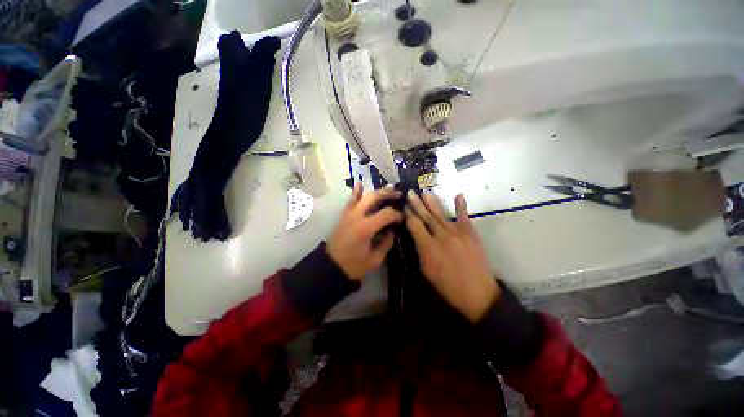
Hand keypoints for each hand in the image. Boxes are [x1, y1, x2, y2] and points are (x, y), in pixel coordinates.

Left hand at [327, 184, 402, 280]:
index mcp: (365, 228)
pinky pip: (350, 201)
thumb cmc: (354, 266)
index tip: (402, 218)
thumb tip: (393, 230)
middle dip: (388, 194)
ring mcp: (348, 214)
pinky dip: (356, 192)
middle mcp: (356, 216)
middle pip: (374, 197)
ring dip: (377, 191)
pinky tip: (360, 184)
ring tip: (389, 188)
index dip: (397, 214)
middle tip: (399, 194)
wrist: (331, 267)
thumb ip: (387, 242)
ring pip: (363, 196)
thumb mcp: (375, 259)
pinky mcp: (343, 215)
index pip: (386, 214)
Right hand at [404, 191, 499, 321]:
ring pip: (441, 213)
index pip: (415, 225)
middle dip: (416, 203)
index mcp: (429, 247)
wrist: (477, 294)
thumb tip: (417, 236)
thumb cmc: (447, 286)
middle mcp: (442, 235)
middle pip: (426, 216)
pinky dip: (461, 205)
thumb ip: (420, 250)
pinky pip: (464, 216)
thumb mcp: (426, 271)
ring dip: (432, 202)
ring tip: (424, 192)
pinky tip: (458, 195)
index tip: (404, 207)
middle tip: (410, 192)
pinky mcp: (470, 233)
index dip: (408, 215)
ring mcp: (458, 232)